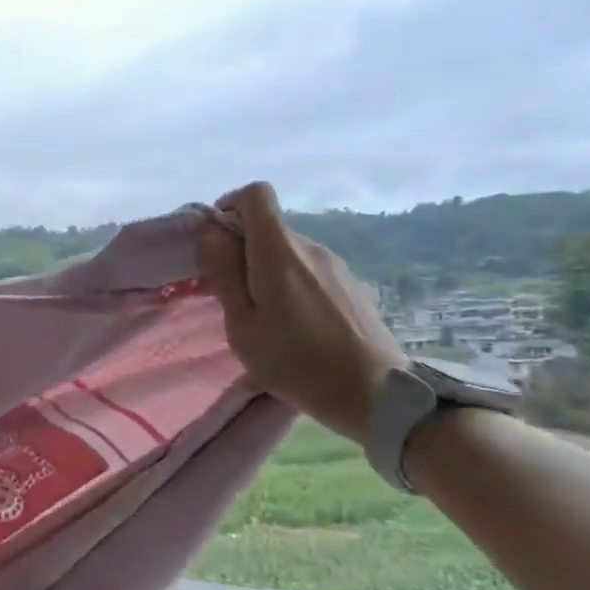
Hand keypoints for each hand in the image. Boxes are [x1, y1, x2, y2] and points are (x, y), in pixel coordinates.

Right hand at [196, 182, 407, 445]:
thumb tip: (211, 232)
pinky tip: (294, 325)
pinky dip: (289, 283)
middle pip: (268, 225)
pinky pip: (307, 268)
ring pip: (286, 250)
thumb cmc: (297, 364)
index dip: (229, 208)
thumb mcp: (243, 328)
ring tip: (262, 317)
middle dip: (241, 249)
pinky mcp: (350, 283)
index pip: (255, 194)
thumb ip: (224, 275)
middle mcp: (310, 247)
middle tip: (230, 297)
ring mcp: (335, 265)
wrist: (377, 395)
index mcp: (279, 253)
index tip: (216, 246)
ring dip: (264, 270)